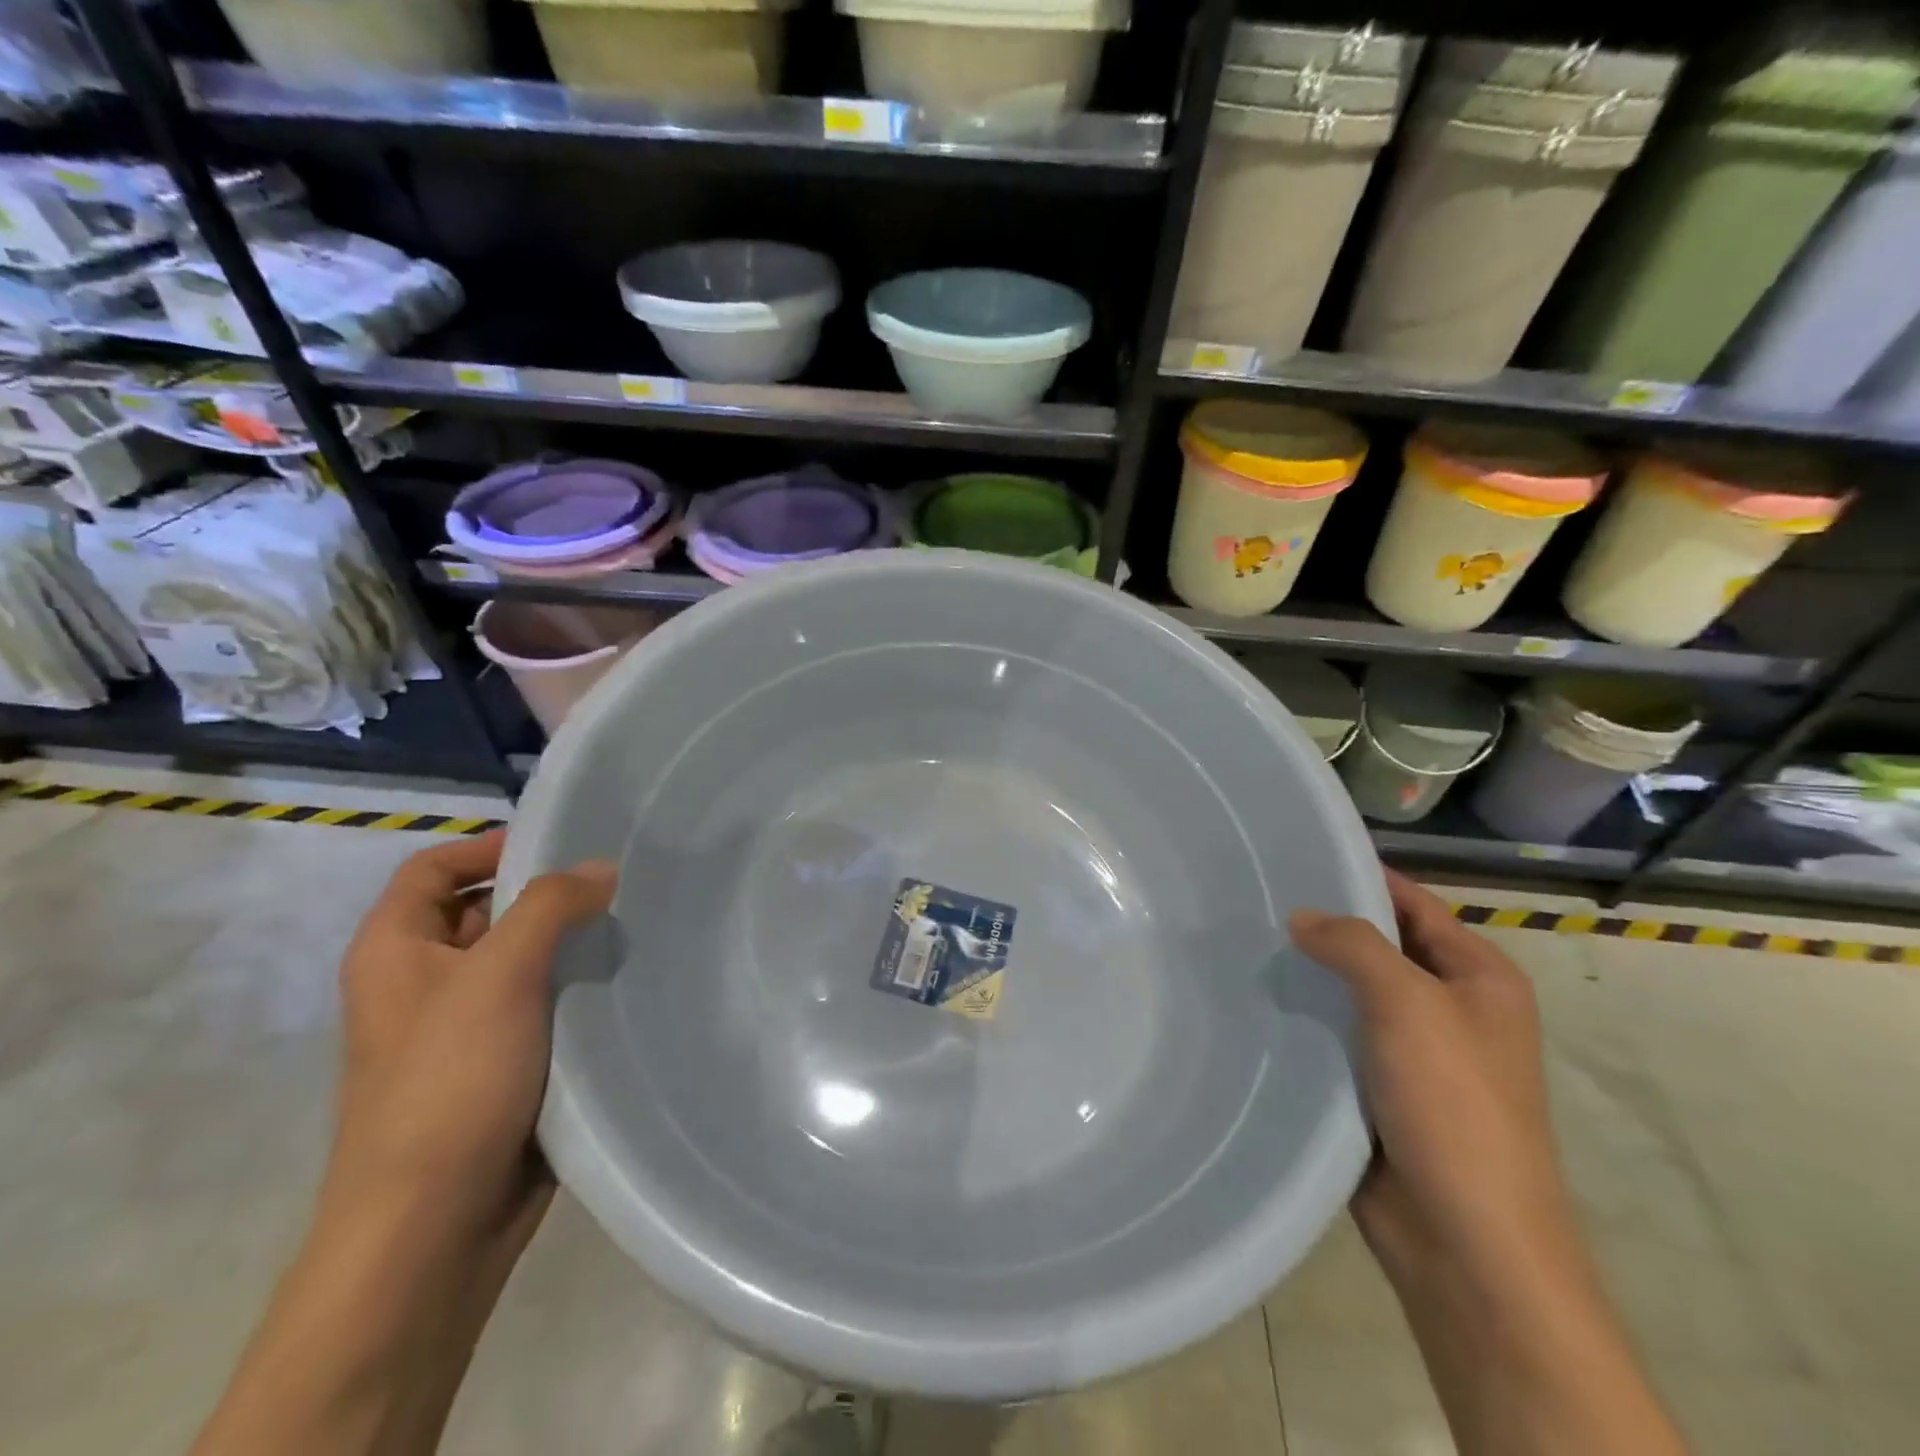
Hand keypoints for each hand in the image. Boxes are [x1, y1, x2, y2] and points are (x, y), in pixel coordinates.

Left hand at [325, 830, 615, 1257]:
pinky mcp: (503, 1064)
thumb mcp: (498, 976)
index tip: (562, 843)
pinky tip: (626, 980)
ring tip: (634, 923)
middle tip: (617, 880)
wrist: (433, 1226)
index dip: (489, 845)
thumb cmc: (449, 1083)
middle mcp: (423, 982)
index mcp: (395, 952)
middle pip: (485, 911)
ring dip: (569, 942)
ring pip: (521, 961)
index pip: (434, 868)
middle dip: (545, 894)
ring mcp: (463, 1027)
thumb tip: (600, 867)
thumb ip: (549, 907)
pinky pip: (542, 1005)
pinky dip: (577, 988)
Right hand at [1291, 871, 1687, 1455]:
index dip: (1360, 876)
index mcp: (1479, 977)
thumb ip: (1354, 945)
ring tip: (1242, 942)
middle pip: (1378, 945)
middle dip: (1324, 924)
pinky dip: (1302, 1017)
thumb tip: (1301, 917)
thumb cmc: (1453, 1105)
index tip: (1294, 854)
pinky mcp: (1377, 1086)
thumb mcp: (1409, 1004)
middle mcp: (1449, 1006)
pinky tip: (1254, 1000)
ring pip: (1350, 992)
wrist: (1464, 1239)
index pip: (1412, 903)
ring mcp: (1412, 1050)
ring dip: (1308, 972)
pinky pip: (1335, 1035)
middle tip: (1253, 898)